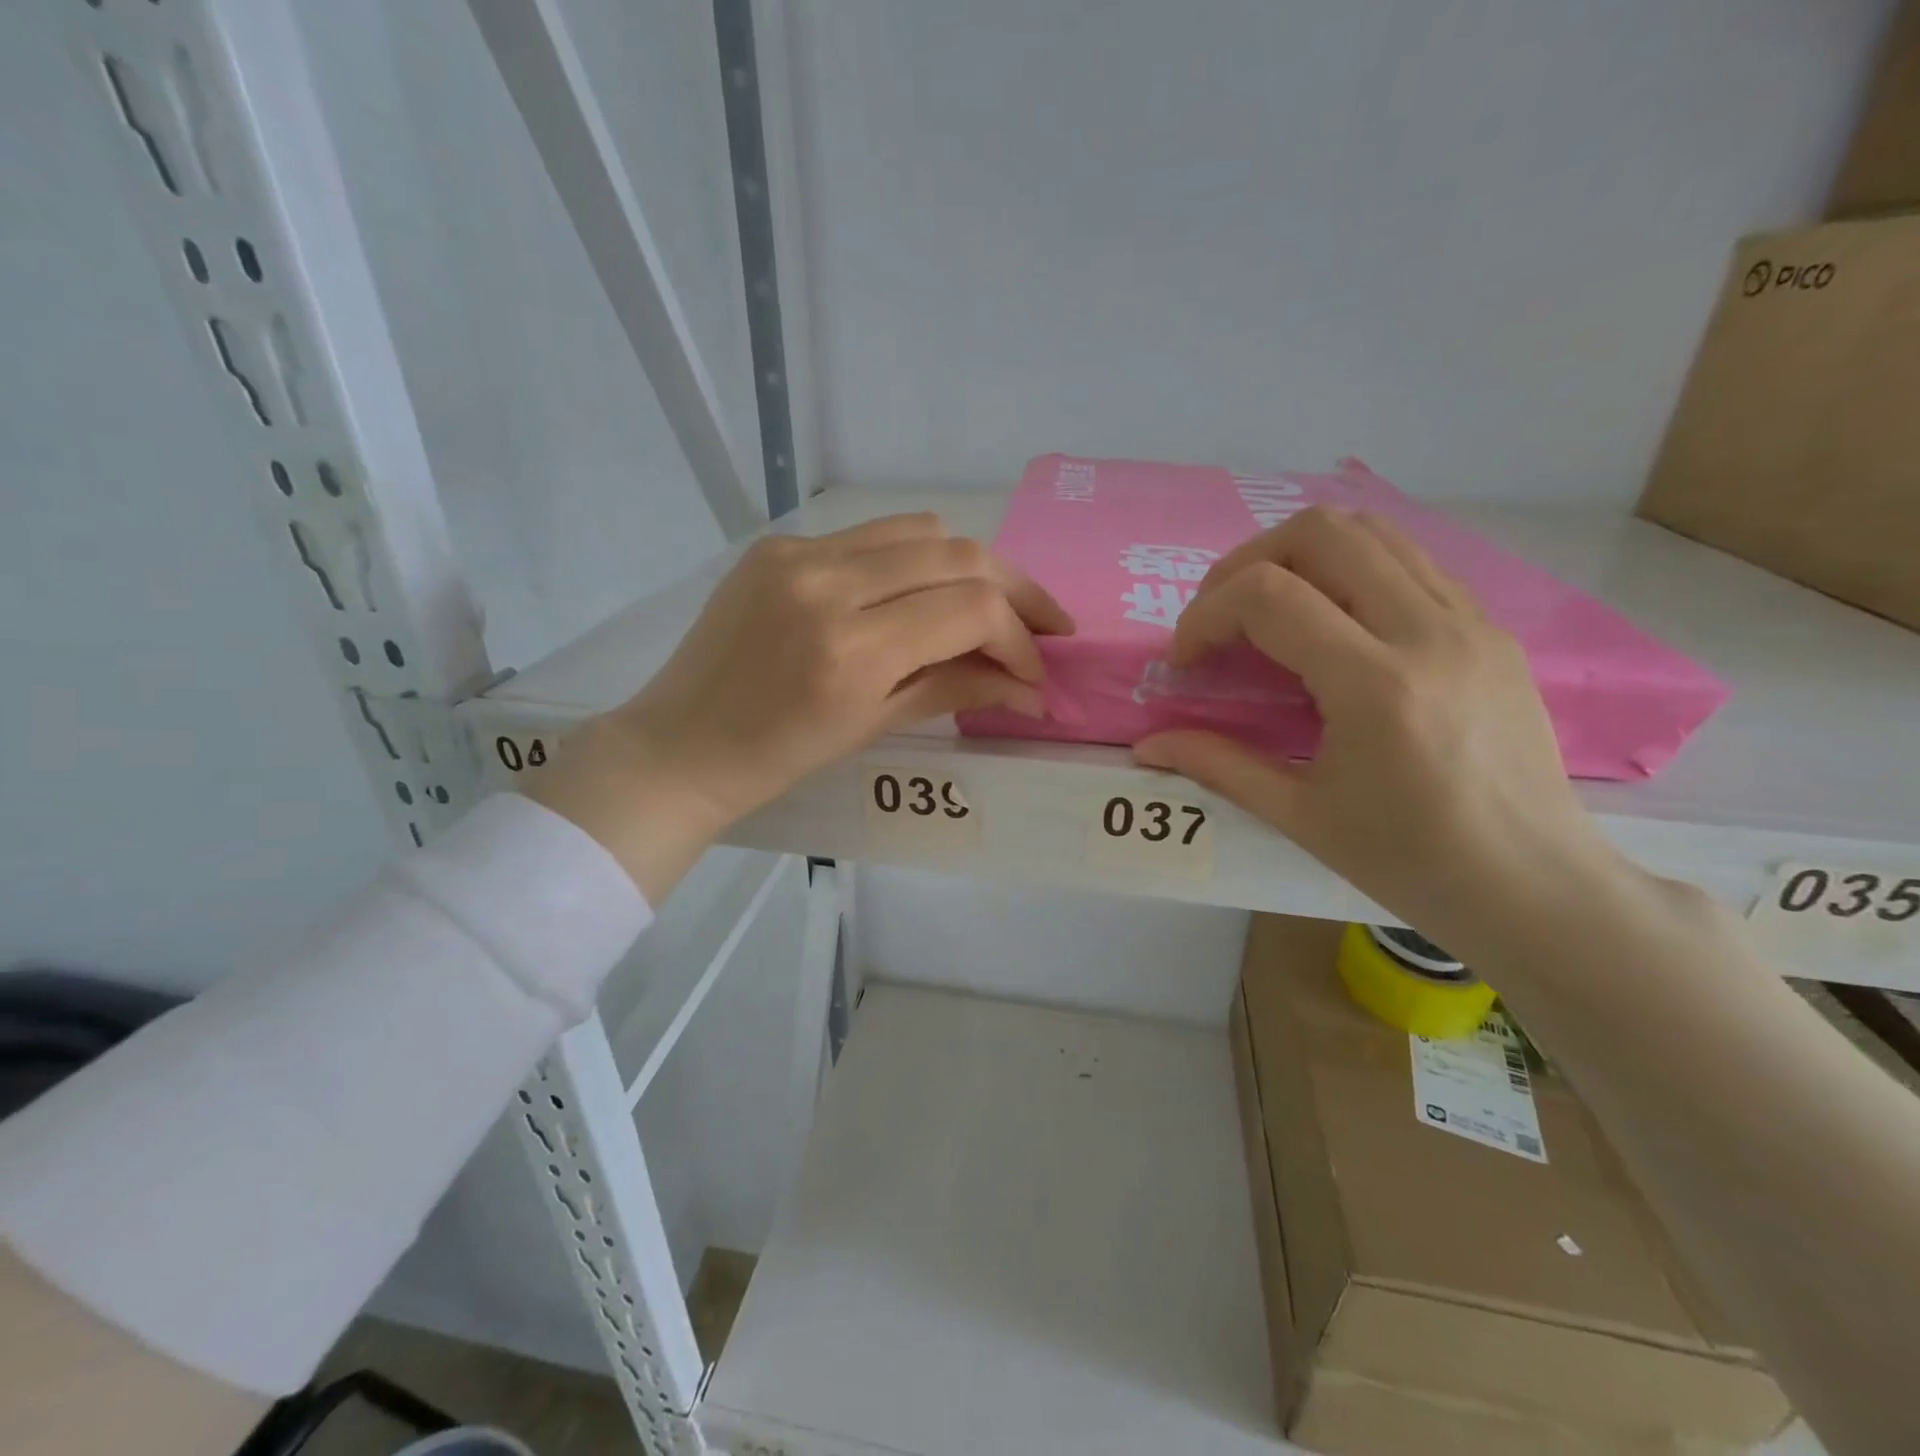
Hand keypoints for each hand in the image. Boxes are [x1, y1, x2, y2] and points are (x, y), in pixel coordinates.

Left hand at [529, 514, 1072, 900]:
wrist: (681, 744)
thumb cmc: (778, 758)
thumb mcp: (874, 726)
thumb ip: (957, 689)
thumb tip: (1030, 686)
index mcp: (852, 649)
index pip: (972, 609)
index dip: (1020, 637)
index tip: (1035, 669)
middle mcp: (829, 585)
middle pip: (958, 554)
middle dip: (1016, 589)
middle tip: (1044, 622)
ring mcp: (799, 555)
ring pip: (920, 530)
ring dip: (968, 566)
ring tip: (987, 606)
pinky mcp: (779, 545)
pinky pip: (869, 536)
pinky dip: (911, 561)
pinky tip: (916, 595)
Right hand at [1134, 507, 1624, 950]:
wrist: (1536, 887)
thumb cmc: (1411, 862)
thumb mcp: (1300, 816)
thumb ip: (1217, 764)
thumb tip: (1146, 745)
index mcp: (1376, 685)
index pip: (1268, 596)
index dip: (1205, 615)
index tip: (1187, 662)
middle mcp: (1428, 632)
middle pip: (1320, 533)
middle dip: (1245, 564)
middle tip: (1220, 618)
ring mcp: (1469, 622)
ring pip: (1371, 531)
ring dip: (1298, 555)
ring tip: (1267, 610)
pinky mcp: (1490, 629)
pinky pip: (1409, 562)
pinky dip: (1349, 570)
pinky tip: (1330, 624)